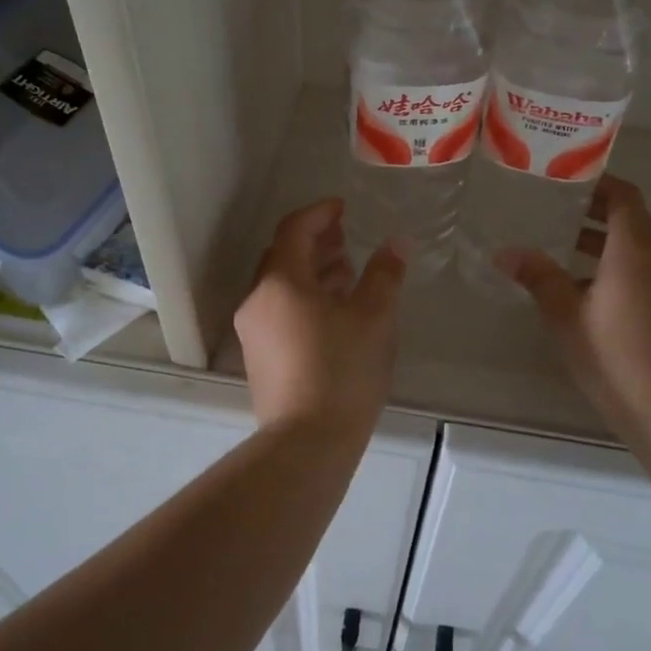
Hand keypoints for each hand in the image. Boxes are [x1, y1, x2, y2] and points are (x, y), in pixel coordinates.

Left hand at [234, 199, 404, 434]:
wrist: (306, 443)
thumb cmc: (342, 370)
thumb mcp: (374, 317)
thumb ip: (384, 274)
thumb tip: (395, 244)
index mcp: (280, 282)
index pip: (293, 230)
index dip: (319, 214)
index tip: (343, 208)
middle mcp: (258, 301)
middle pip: (282, 256)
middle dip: (315, 242)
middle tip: (346, 236)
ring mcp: (254, 332)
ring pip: (281, 286)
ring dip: (312, 272)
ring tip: (347, 271)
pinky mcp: (260, 358)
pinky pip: (280, 311)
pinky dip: (305, 298)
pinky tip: (335, 311)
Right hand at [498, 176, 650, 431]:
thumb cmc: (613, 355)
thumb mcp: (565, 314)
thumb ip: (538, 276)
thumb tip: (505, 252)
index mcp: (637, 247)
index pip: (623, 195)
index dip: (597, 182)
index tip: (566, 179)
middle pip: (632, 218)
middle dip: (595, 211)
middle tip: (555, 209)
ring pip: (639, 245)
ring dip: (605, 241)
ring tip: (563, 246)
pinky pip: (648, 269)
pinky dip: (620, 264)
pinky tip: (588, 288)